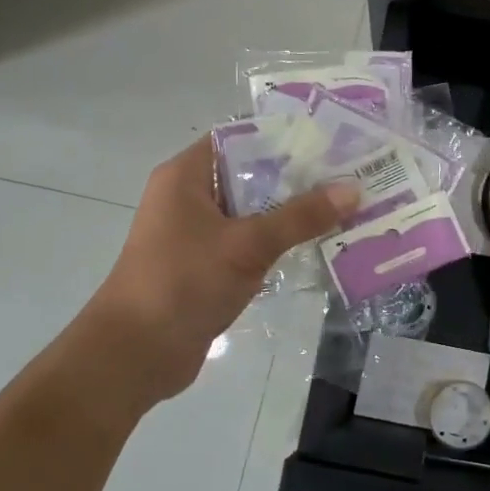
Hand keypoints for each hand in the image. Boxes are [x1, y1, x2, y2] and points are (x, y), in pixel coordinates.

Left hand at [78, 137, 359, 405]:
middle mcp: (190, 197)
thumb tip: (354, 189)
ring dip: (292, 213)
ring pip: (253, 211)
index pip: (241, 138)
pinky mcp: (206, 265)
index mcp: (187, 176)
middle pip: (251, 174)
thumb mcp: (247, 245)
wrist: (135, 354)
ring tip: (345, 207)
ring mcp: (197, 233)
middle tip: (350, 175)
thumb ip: (301, 216)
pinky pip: (249, 242)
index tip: (330, 141)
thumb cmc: (183, 283)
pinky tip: (318, 243)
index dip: (284, 136)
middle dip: (299, 177)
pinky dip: (278, 241)